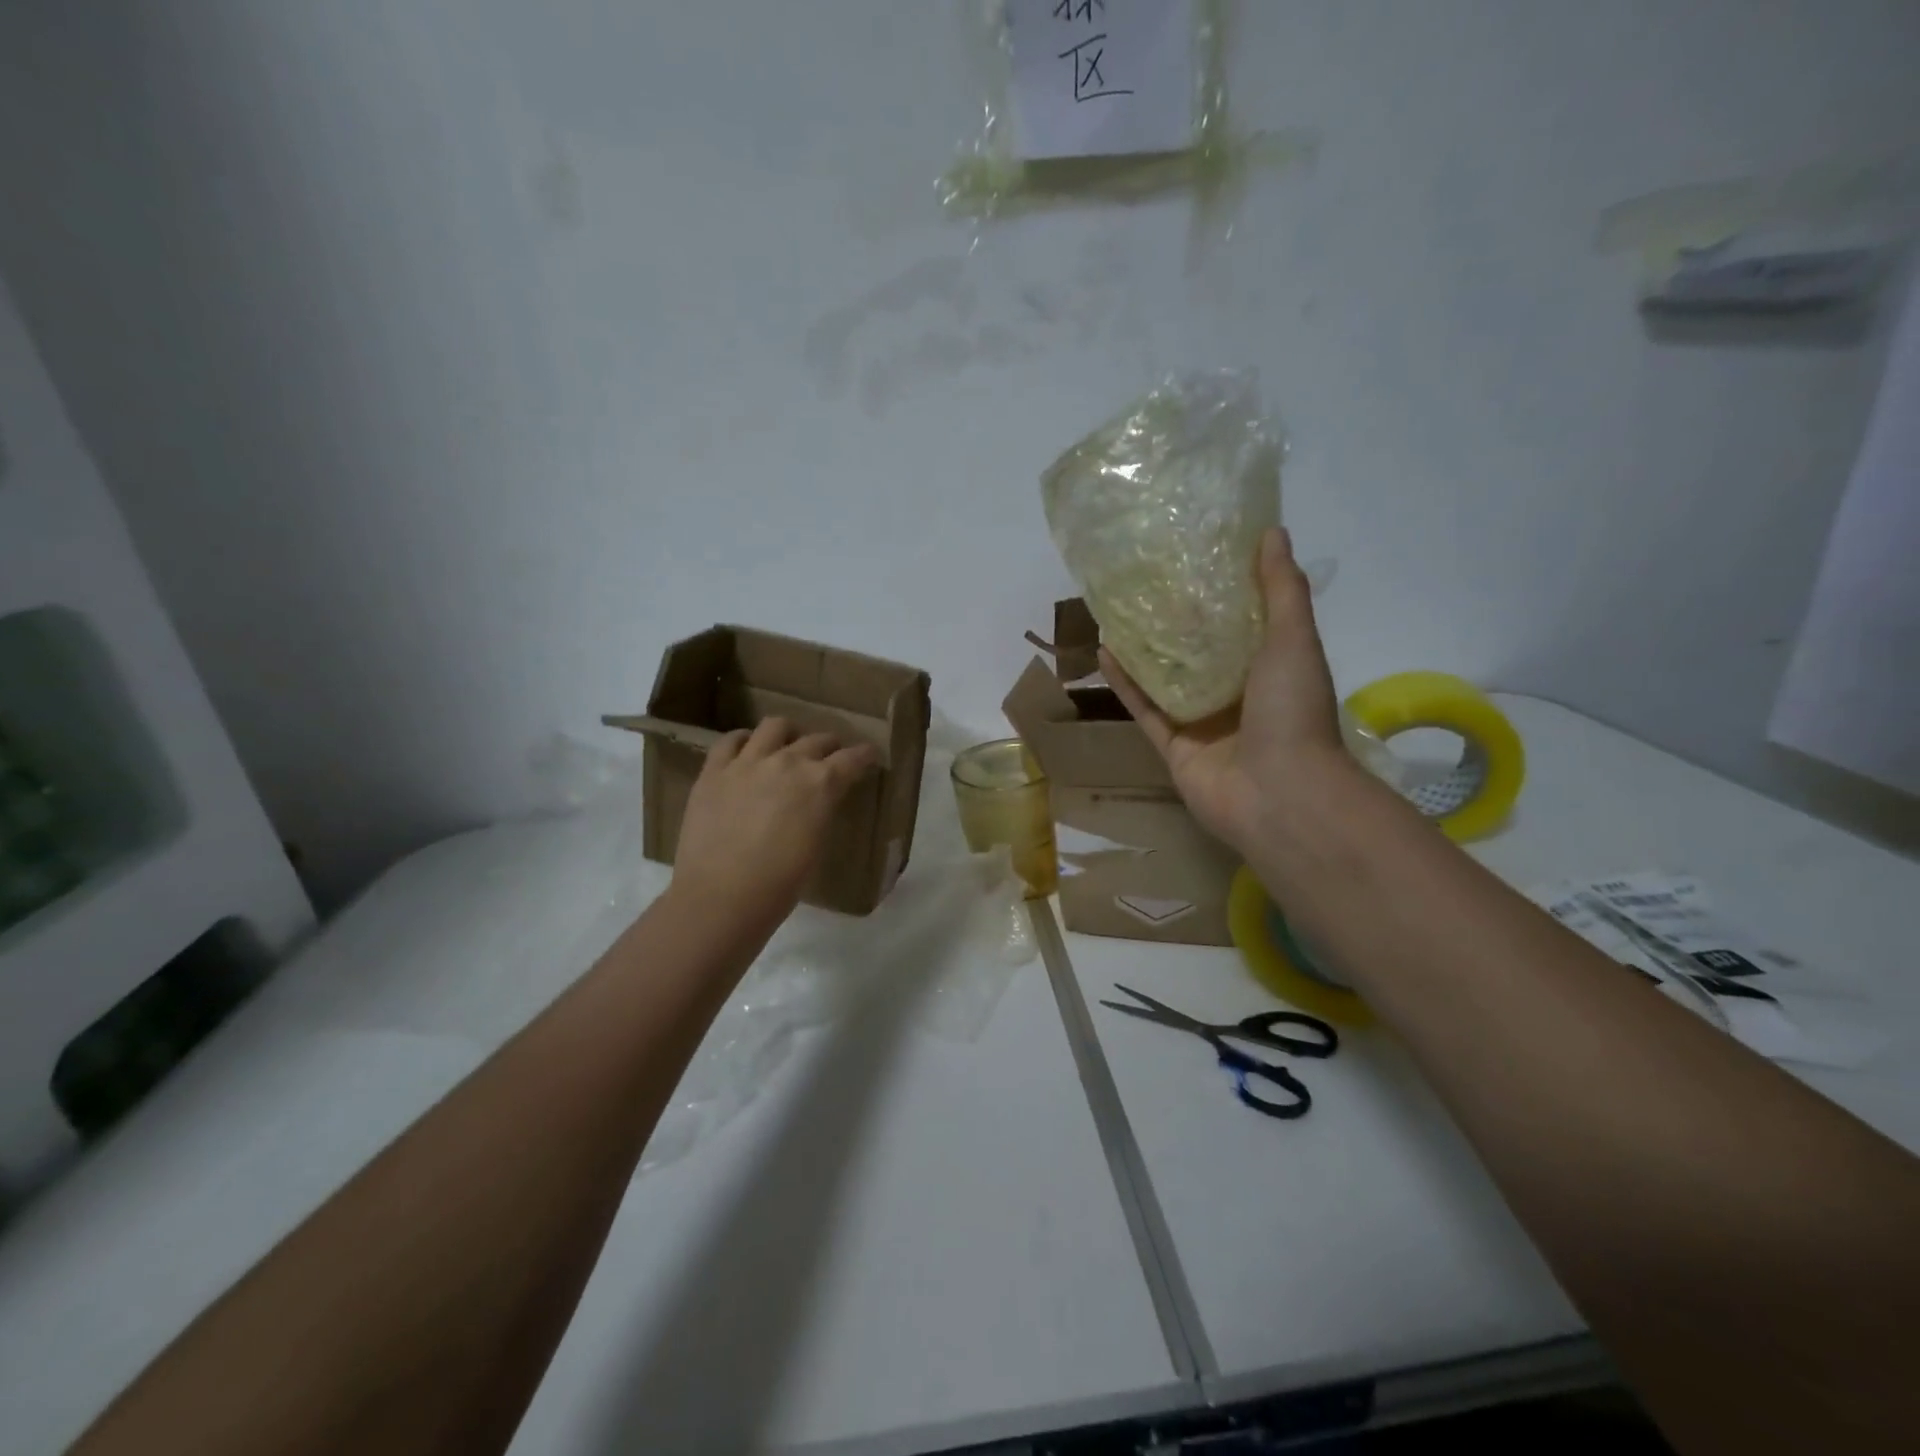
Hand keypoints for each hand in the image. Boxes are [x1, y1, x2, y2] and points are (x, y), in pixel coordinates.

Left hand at [670, 718, 877, 921]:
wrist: (721, 898)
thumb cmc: (779, 885)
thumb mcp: (817, 845)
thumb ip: (821, 812)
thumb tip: (818, 803)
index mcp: (821, 784)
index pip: (852, 758)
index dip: (864, 755)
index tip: (868, 756)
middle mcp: (788, 762)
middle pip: (817, 740)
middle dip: (830, 746)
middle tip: (830, 758)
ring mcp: (748, 762)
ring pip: (775, 726)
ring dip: (789, 734)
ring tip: (787, 745)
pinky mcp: (714, 771)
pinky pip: (729, 741)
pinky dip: (744, 741)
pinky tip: (747, 751)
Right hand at [1102, 527, 1362, 856]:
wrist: (1279, 794)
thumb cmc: (1293, 711)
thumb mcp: (1293, 639)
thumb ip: (1282, 589)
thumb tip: (1273, 532)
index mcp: (1272, 668)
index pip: (1244, 623)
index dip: (1222, 591)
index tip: (1195, 557)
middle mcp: (1237, 694)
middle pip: (1200, 651)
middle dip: (1176, 619)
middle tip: (1146, 581)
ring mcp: (1203, 723)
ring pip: (1167, 679)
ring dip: (1144, 649)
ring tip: (1116, 611)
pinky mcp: (1173, 747)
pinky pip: (1146, 709)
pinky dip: (1125, 684)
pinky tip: (1103, 652)